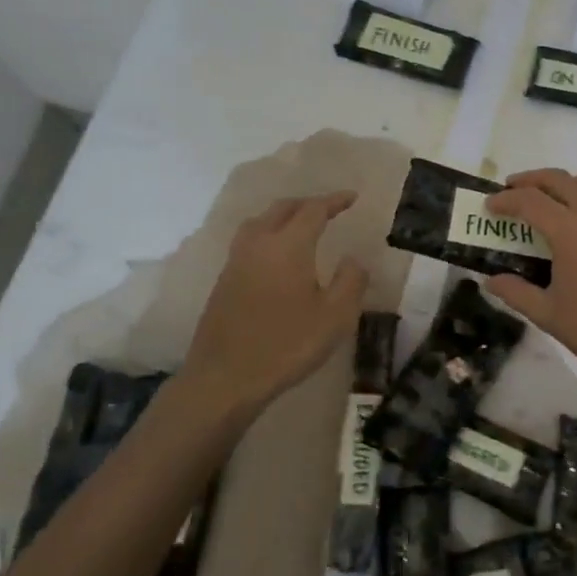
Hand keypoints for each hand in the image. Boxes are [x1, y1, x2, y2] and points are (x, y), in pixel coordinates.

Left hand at [179, 192, 367, 419]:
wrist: (225, 378)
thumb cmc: (286, 345)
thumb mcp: (335, 316)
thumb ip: (351, 281)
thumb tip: (353, 259)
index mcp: (289, 246)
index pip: (313, 210)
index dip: (334, 201)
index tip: (352, 197)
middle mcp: (259, 244)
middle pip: (282, 209)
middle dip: (307, 203)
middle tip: (328, 208)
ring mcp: (236, 262)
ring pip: (260, 222)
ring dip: (283, 216)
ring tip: (300, 225)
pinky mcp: (224, 281)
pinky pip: (249, 241)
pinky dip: (268, 234)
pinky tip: (276, 255)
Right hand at [484, 168, 576, 392]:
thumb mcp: (548, 315)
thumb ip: (516, 292)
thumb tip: (490, 280)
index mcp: (569, 231)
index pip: (529, 201)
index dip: (505, 200)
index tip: (490, 205)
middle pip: (558, 179)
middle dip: (531, 180)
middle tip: (513, 190)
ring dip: (570, 182)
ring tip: (558, 199)